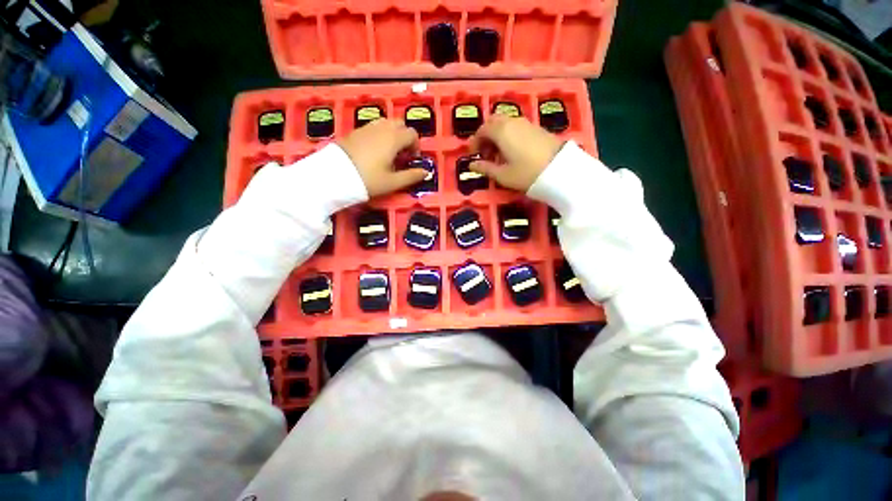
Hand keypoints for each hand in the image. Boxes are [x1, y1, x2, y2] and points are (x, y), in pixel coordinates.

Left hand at [338, 119, 427, 197]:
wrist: (334, 176)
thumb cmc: (368, 180)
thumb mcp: (392, 182)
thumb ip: (411, 176)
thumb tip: (426, 172)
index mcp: (393, 138)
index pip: (412, 134)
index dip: (416, 146)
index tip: (412, 160)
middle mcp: (381, 128)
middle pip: (399, 124)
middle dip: (405, 136)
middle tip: (402, 154)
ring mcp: (366, 128)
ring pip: (386, 123)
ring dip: (392, 134)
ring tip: (389, 152)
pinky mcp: (355, 131)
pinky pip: (373, 127)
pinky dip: (380, 135)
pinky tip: (375, 151)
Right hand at [468, 115, 563, 191]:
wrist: (559, 169)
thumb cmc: (526, 173)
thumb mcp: (502, 175)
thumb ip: (485, 168)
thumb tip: (472, 164)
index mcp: (501, 131)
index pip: (482, 130)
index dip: (475, 142)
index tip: (473, 155)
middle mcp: (512, 122)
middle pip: (493, 122)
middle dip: (485, 136)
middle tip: (485, 153)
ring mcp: (525, 123)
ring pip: (505, 123)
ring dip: (497, 136)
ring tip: (498, 155)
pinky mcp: (536, 128)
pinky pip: (515, 127)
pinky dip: (508, 135)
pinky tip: (511, 152)